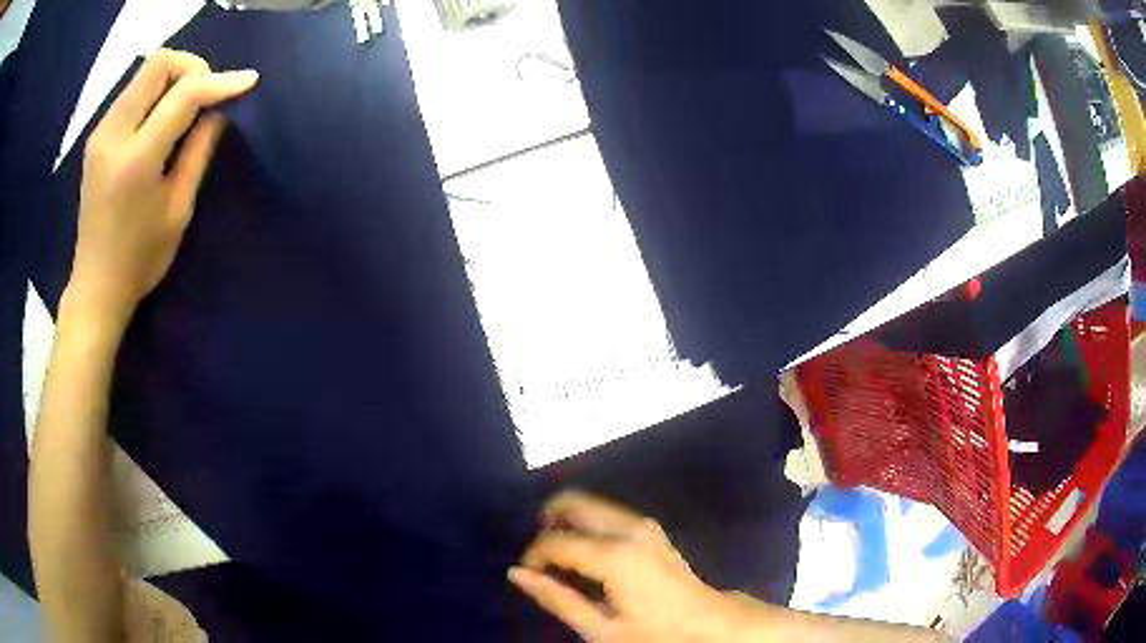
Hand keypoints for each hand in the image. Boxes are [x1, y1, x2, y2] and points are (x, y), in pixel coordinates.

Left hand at [68, 49, 258, 325]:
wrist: (96, 286)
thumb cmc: (140, 260)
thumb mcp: (178, 210)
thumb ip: (198, 151)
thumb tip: (218, 111)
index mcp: (136, 161)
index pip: (183, 95)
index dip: (219, 81)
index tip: (248, 80)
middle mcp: (113, 135)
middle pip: (159, 63)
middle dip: (193, 67)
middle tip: (208, 92)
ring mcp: (101, 133)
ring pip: (144, 70)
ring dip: (174, 76)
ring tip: (189, 103)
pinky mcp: (97, 135)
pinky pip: (133, 90)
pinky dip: (156, 90)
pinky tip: (164, 113)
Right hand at [511, 491, 744, 641]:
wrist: (708, 623)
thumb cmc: (655, 632)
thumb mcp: (601, 629)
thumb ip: (557, 599)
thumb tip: (517, 574)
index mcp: (614, 555)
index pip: (555, 541)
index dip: (533, 555)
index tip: (528, 575)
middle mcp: (628, 529)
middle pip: (573, 502)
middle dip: (548, 522)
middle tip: (539, 556)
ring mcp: (642, 524)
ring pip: (590, 504)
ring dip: (567, 522)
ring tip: (559, 559)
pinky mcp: (649, 528)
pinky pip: (606, 514)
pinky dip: (586, 525)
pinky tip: (583, 556)